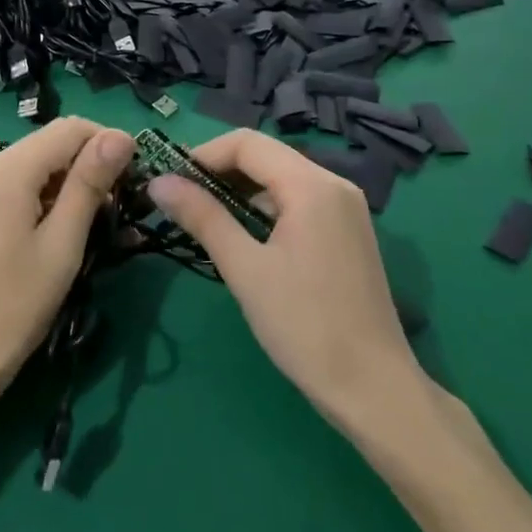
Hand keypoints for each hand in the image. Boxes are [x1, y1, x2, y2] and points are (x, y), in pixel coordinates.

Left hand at [0, 117, 133, 407]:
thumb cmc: (15, 304)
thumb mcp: (62, 243)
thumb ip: (89, 183)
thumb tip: (121, 136)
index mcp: (7, 170)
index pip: (69, 128)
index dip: (108, 142)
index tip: (137, 177)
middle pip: (52, 143)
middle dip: (91, 163)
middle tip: (121, 205)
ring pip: (39, 164)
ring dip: (73, 182)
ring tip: (100, 222)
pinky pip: (22, 185)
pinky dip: (50, 196)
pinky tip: (67, 228)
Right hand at [147, 130, 427, 429]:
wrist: (372, 388)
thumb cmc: (304, 325)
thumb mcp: (244, 268)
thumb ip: (202, 217)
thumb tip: (159, 182)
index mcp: (312, 186)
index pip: (247, 144)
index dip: (203, 155)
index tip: (169, 183)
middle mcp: (334, 185)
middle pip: (265, 156)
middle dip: (218, 172)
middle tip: (180, 202)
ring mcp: (345, 209)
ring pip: (280, 180)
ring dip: (239, 192)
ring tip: (203, 221)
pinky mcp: (347, 232)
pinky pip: (297, 202)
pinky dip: (264, 209)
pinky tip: (242, 237)